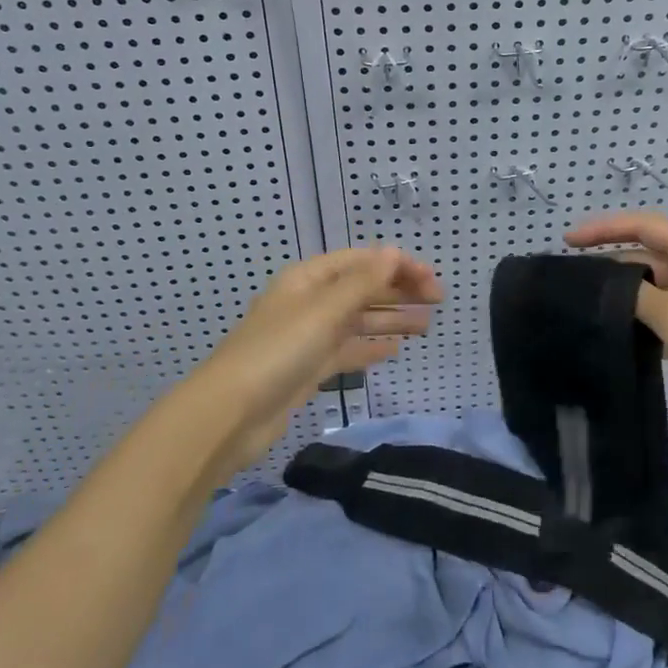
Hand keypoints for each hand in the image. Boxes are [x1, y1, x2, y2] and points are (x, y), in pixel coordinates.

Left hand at [195, 247, 442, 472]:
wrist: (229, 415)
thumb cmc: (278, 351)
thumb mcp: (324, 311)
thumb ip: (362, 283)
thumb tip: (393, 252)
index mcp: (308, 279)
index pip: (361, 261)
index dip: (397, 265)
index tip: (431, 279)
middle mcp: (309, 302)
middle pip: (361, 289)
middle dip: (399, 291)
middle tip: (438, 300)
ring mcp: (308, 337)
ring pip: (357, 320)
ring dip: (391, 319)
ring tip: (427, 326)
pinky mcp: (308, 369)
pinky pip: (346, 350)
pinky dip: (370, 347)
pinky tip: (394, 350)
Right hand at [564, 213, 667, 435]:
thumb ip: (633, 294)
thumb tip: (606, 287)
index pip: (643, 226)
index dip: (604, 229)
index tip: (568, 240)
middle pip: (647, 254)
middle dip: (610, 260)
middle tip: (572, 275)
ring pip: (654, 285)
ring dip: (624, 291)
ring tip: (585, 301)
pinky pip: (664, 310)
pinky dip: (640, 315)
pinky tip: (614, 329)